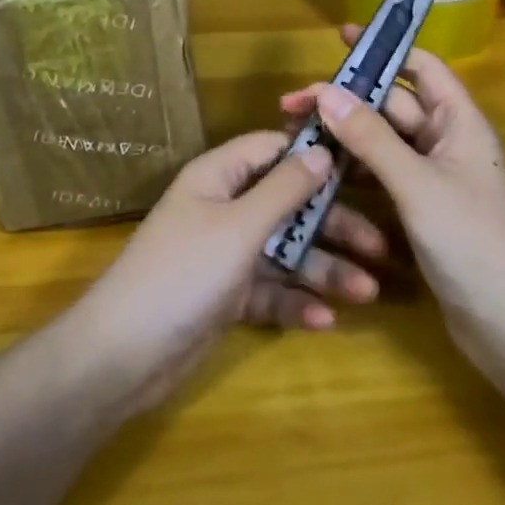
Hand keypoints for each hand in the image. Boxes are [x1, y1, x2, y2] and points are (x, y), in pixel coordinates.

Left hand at [70, 131, 394, 412]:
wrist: (124, 355)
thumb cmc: (184, 273)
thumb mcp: (240, 226)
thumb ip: (284, 189)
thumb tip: (322, 150)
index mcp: (218, 177)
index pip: (272, 150)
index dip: (313, 154)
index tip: (363, 166)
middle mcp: (223, 209)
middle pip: (288, 205)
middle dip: (332, 225)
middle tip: (380, 246)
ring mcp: (224, 254)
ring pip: (285, 252)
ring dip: (323, 270)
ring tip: (366, 292)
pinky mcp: (226, 296)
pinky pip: (270, 291)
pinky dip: (294, 303)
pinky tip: (324, 321)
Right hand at [280, 29, 504, 370]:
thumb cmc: (474, 243)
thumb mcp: (418, 185)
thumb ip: (370, 138)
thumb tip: (326, 91)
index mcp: (459, 123)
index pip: (421, 67)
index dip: (384, 49)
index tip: (340, 39)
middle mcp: (446, 143)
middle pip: (392, 106)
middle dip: (346, 101)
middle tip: (291, 107)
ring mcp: (433, 179)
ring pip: (382, 144)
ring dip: (345, 137)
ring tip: (296, 138)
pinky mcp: (421, 212)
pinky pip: (382, 178)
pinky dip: (353, 172)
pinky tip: (319, 176)